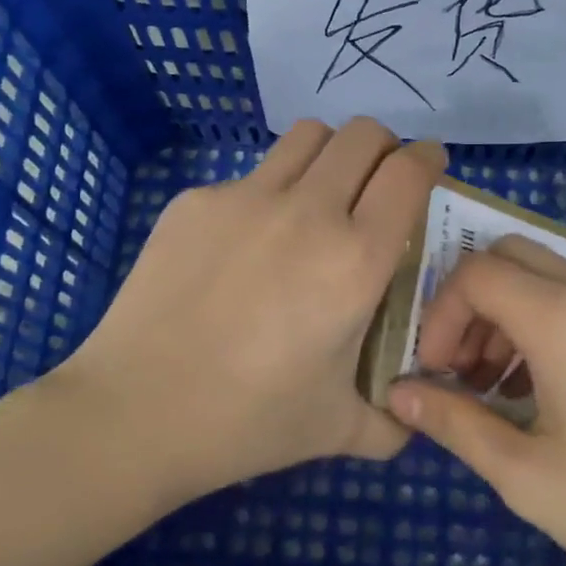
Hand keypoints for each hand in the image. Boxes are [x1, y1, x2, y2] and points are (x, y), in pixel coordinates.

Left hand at [49, 118, 444, 503]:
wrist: (136, 412)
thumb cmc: (248, 422)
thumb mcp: (339, 430)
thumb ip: (392, 421)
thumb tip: (411, 412)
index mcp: (354, 260)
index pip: (408, 173)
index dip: (428, 159)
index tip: (428, 166)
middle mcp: (306, 212)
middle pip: (361, 135)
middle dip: (382, 148)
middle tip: (377, 182)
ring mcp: (244, 198)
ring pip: (305, 137)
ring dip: (328, 155)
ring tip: (319, 196)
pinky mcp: (194, 202)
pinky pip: (248, 177)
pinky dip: (266, 194)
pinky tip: (245, 247)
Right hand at [387, 235, 565, 565]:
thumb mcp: (527, 475)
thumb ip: (454, 424)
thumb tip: (397, 395)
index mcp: (560, 318)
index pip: (472, 273)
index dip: (438, 317)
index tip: (436, 375)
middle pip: (508, 257)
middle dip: (469, 306)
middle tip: (463, 372)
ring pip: (547, 276)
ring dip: (507, 316)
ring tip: (502, 390)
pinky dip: (546, 325)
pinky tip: (552, 396)